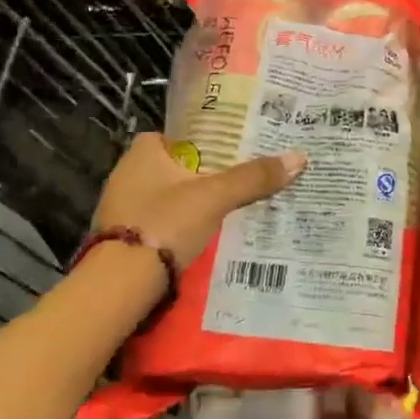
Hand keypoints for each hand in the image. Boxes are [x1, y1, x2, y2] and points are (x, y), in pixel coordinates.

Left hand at [92, 133, 306, 267]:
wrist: (120, 284)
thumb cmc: (165, 223)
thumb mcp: (215, 197)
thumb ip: (253, 178)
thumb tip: (299, 157)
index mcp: (142, 153)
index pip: (176, 134)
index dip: (203, 139)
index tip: (232, 148)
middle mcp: (127, 175)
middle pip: (175, 167)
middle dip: (204, 173)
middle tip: (241, 176)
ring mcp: (123, 209)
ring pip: (169, 197)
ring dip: (194, 202)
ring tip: (232, 206)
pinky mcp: (126, 239)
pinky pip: (162, 224)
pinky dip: (182, 227)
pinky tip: (207, 235)